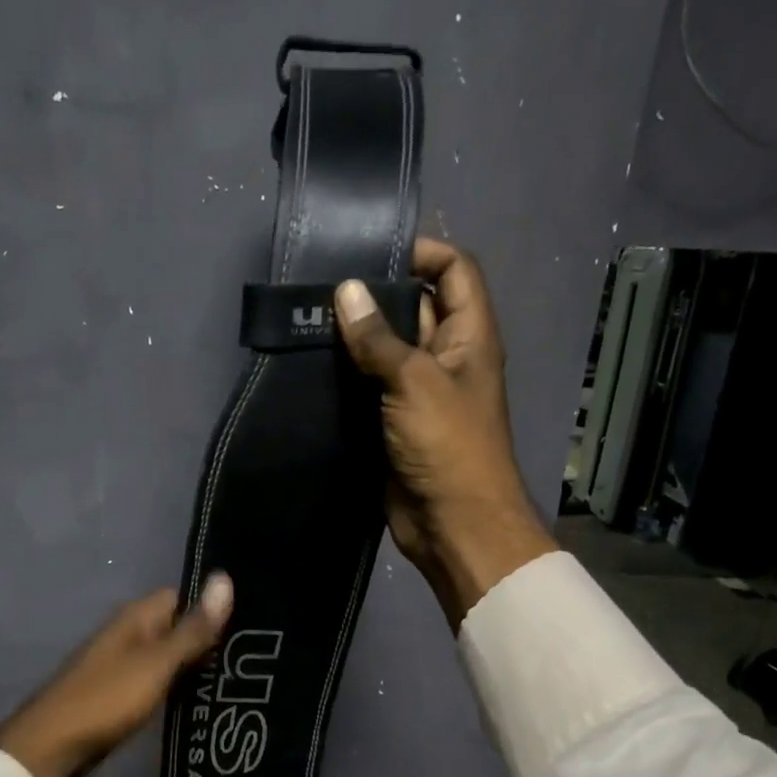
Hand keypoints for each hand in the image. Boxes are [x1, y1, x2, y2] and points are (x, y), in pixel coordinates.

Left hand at [0, 574, 234, 776]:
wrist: (52, 747)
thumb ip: (193, 628)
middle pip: (178, 626)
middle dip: (210, 638)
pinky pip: (159, 681)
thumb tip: (225, 577)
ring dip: (196, 665)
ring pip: (170, 656)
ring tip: (241, 678)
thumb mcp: (158, 663)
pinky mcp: (121, 694)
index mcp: (137, 617)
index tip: (250, 623)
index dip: (214, 606)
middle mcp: (130, 634)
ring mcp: (124, 665)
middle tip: (254, 656)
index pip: (183, 596)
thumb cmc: (107, 698)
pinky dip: (179, 687)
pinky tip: (206, 699)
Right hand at [336, 238, 554, 625]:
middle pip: (414, 308)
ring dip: (355, 340)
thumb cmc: (448, 445)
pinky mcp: (393, 424)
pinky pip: (370, 390)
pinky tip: (311, 367)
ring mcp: (418, 394)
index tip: (370, 252)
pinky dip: (347, 379)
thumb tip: (346, 290)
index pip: (454, 271)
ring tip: (307, 321)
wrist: (452, 524)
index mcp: (469, 336)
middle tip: (321, 287)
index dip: (422, 252)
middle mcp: (445, 358)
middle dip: (375, 296)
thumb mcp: (415, 382)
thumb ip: (379, 338)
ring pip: (386, 352)